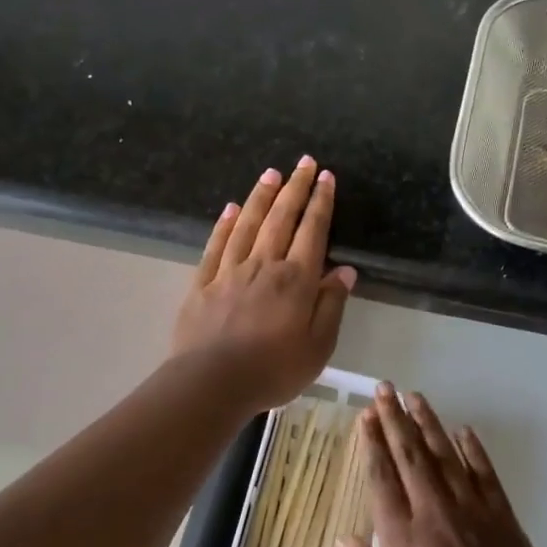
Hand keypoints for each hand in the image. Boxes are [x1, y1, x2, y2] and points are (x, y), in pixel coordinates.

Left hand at [172, 157, 357, 414]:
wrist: (211, 384)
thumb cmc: (273, 370)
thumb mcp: (318, 346)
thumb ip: (331, 305)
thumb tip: (344, 270)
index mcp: (296, 280)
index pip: (313, 231)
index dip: (321, 202)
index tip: (326, 177)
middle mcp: (264, 265)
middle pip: (281, 218)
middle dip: (295, 187)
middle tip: (304, 162)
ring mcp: (230, 271)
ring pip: (248, 224)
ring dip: (262, 197)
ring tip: (272, 174)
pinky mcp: (203, 283)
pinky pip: (216, 245)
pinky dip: (225, 224)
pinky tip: (230, 208)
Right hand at [339, 385, 546, 546]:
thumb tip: (345, 538)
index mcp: (402, 539)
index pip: (382, 478)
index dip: (372, 444)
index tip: (366, 416)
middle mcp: (434, 513)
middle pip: (410, 456)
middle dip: (395, 419)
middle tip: (385, 389)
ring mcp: (472, 510)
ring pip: (445, 455)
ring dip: (429, 423)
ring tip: (415, 397)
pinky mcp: (503, 516)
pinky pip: (484, 473)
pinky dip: (472, 450)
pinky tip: (464, 431)